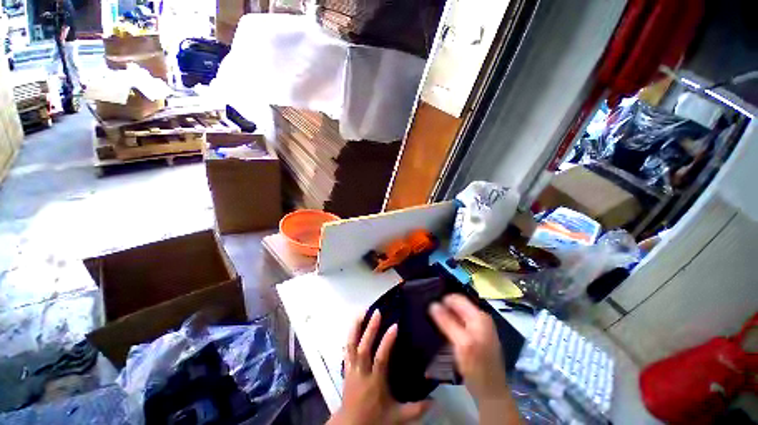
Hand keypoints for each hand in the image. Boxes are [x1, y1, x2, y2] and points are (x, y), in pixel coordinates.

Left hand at [328, 311, 430, 424]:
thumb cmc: (375, 419)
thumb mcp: (398, 416)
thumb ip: (416, 409)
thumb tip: (435, 400)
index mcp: (375, 382)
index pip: (381, 358)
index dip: (387, 341)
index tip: (394, 325)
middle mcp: (362, 372)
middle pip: (364, 348)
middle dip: (370, 328)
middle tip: (376, 312)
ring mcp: (352, 369)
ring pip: (352, 346)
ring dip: (356, 328)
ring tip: (361, 312)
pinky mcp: (346, 369)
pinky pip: (347, 350)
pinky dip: (350, 336)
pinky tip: (353, 326)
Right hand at [428, 294, 508, 401]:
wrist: (491, 393)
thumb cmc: (478, 368)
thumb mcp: (462, 344)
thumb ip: (447, 322)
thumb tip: (432, 304)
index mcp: (479, 316)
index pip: (456, 298)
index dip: (442, 300)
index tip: (427, 306)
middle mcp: (479, 318)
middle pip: (456, 306)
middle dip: (442, 309)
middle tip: (426, 315)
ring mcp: (477, 327)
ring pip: (456, 315)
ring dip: (444, 317)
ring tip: (430, 322)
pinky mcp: (474, 337)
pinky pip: (458, 324)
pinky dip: (448, 325)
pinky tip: (440, 332)